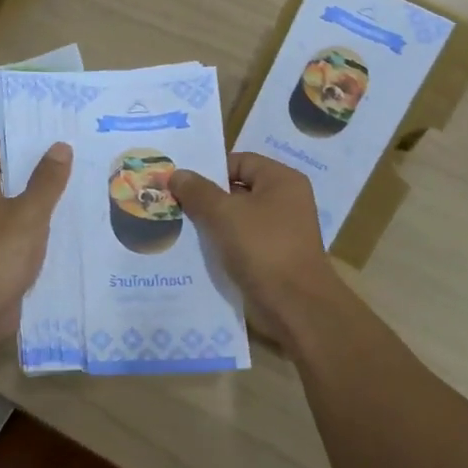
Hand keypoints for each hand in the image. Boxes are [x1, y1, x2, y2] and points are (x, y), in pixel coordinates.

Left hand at [0, 135, 72, 350]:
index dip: (3, 138)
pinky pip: (17, 235)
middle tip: (65, 158)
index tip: (36, 135)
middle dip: (28, 167)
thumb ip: (46, 180)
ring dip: (36, 199)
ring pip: (11, 207)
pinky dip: (36, 230)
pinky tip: (64, 229)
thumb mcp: (29, 212)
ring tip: (72, 189)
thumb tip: (60, 146)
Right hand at [169, 152, 348, 348]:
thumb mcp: (224, 214)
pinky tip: (195, 252)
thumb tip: (177, 174)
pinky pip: (241, 242)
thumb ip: (198, 191)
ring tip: (177, 227)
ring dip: (210, 224)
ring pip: (237, 219)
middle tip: (172, 204)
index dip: (209, 170)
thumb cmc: (263, 248)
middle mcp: (285, 201)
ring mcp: (280, 231)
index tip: (179, 184)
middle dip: (205, 198)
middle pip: (237, 190)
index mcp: (281, 180)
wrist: (295, 306)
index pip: (239, 162)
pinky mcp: (273, 257)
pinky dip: (221, 245)